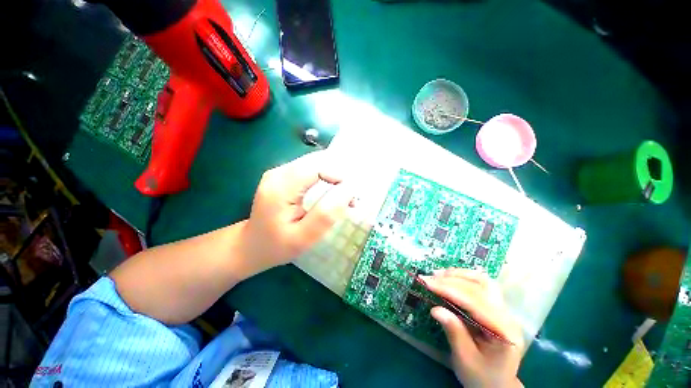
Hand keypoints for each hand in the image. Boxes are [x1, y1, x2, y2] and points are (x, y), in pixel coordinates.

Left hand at [239, 151, 353, 276]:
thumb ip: (326, 214)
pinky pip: (311, 168)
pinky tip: (332, 190)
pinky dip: (326, 176)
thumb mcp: (303, 238)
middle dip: (339, 174)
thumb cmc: (277, 246)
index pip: (316, 166)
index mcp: (280, 187)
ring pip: (316, 162)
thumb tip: (348, 190)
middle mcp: (279, 172)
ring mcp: (280, 171)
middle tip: (351, 197)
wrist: (251, 245)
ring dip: (334, 175)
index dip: (338, 174)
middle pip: (318, 160)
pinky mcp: (284, 174)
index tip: (350, 195)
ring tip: (344, 196)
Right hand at [422, 269, 524, 387]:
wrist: (498, 386)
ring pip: (482, 281)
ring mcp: (503, 310)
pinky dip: (465, 278)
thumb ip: (454, 332)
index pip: (474, 301)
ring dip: (459, 275)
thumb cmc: (481, 377)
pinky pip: (482, 285)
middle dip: (451, 280)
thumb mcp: (465, 359)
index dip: (449, 289)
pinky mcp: (496, 307)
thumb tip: (435, 309)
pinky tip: (452, 276)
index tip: (427, 282)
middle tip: (429, 278)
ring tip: (438, 274)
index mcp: (503, 331)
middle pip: (479, 287)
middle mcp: (507, 316)